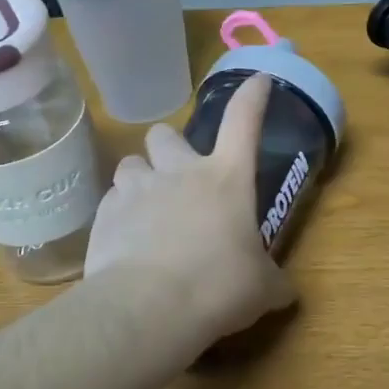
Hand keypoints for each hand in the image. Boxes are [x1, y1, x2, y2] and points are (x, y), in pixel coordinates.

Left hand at [85, 74, 295, 343]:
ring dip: (141, 177)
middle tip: (178, 173)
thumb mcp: (261, 289)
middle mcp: (180, 172)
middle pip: (167, 134)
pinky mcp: (104, 214)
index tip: (259, 80)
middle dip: (170, 146)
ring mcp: (138, 189)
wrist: (149, 308)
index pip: (244, 121)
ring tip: (147, 206)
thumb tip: (285, 291)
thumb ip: (273, 282)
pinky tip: (126, 240)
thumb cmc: (219, 286)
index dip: (253, 96)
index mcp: (226, 178)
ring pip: (132, 162)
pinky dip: (120, 213)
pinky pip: (112, 200)